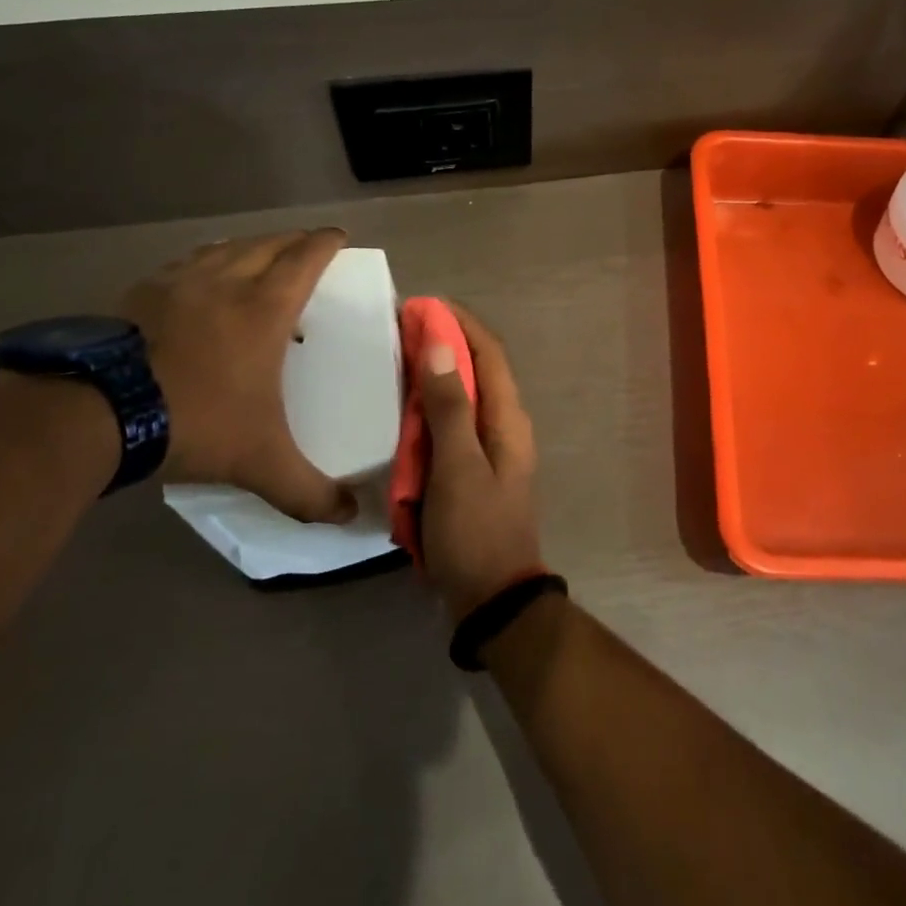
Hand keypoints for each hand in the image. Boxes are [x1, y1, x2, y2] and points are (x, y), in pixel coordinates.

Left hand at [122, 229, 356, 524]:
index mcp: (264, 308)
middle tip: (307, 244)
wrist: (94, 414)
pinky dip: (205, 259)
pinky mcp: (139, 293)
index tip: (339, 236)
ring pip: (225, 247)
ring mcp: (178, 283)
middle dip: (293, 239)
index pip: (305, 259)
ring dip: (249, 245)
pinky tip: (198, 276)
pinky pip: (185, 263)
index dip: (326, 243)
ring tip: (258, 253)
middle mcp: (226, 282)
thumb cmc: (194, 422)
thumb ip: (308, 490)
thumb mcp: (260, 461)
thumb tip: (350, 516)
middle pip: (268, 244)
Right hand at [418, 304, 545, 618]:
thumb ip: (449, 407)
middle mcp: (505, 425)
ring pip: (464, 397)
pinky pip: (452, 427)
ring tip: (397, 361)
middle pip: (477, 370)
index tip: (423, 305)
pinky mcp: (474, 470)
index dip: (460, 323)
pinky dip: (430, 411)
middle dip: (444, 344)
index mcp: (508, 418)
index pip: (489, 352)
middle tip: (401, 330)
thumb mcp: (457, 468)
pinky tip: (403, 412)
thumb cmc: (475, 531)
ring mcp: (491, 449)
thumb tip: (442, 345)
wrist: (492, 599)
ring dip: (435, 376)